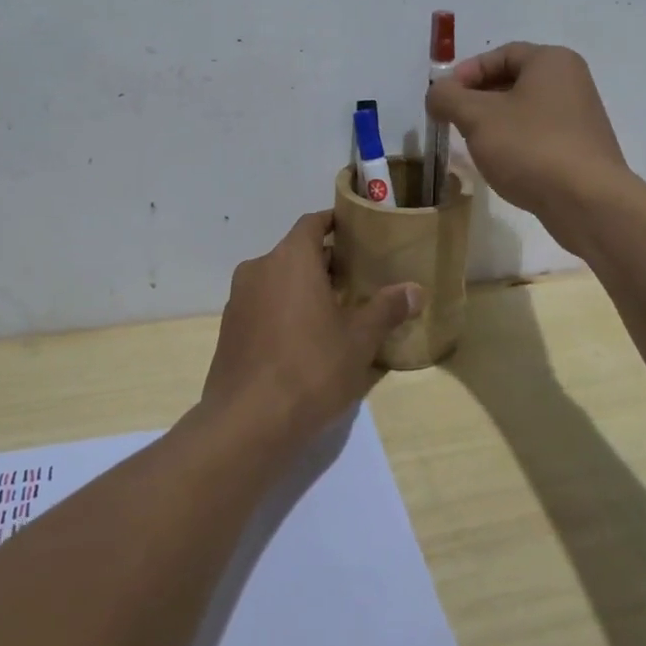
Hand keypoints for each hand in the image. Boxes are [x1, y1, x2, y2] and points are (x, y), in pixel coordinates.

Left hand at [203, 211, 422, 452]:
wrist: (247, 422)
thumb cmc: (310, 368)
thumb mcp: (359, 340)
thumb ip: (386, 309)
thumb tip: (415, 290)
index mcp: (289, 259)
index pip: (312, 222)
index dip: (335, 223)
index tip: (358, 233)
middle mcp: (259, 269)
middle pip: (295, 252)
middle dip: (325, 261)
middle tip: (358, 278)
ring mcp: (238, 300)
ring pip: (277, 280)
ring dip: (303, 287)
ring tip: (336, 309)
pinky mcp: (229, 330)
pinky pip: (263, 305)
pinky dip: (284, 310)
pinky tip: (305, 338)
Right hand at [425, 42, 630, 249]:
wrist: (587, 202)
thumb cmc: (530, 147)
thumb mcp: (477, 117)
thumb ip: (448, 97)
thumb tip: (437, 93)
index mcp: (552, 61)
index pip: (500, 54)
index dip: (466, 72)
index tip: (444, 98)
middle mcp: (571, 81)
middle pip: (513, 80)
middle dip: (478, 99)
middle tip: (454, 121)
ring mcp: (580, 117)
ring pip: (525, 110)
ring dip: (495, 123)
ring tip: (474, 145)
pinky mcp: (582, 149)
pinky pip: (539, 135)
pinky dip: (516, 142)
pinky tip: (503, 164)